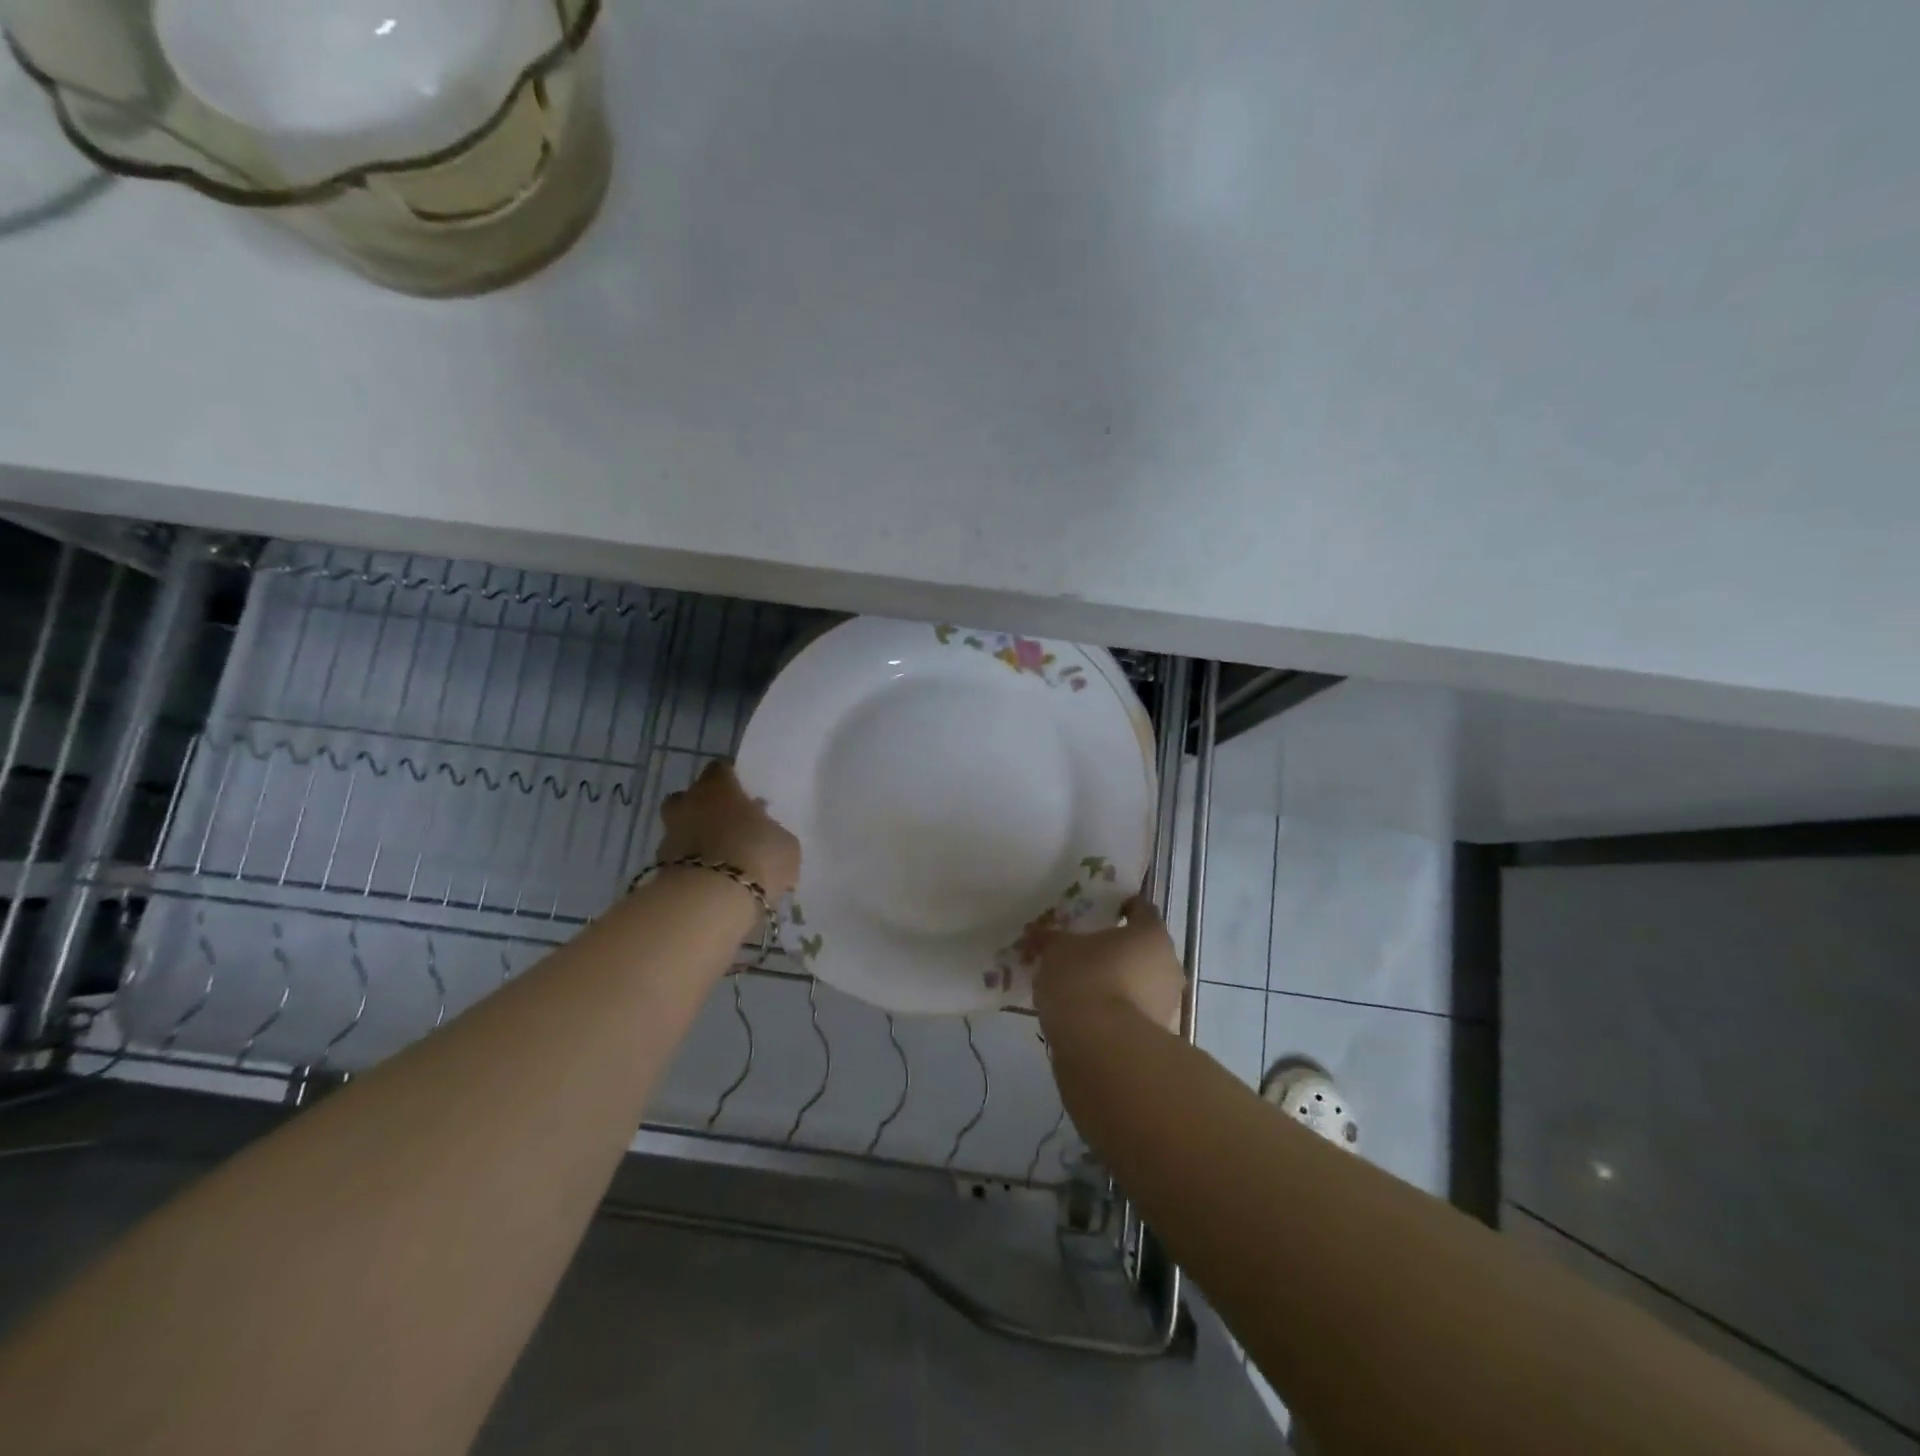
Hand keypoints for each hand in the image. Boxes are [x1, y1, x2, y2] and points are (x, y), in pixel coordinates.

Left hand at [658, 761, 800, 897]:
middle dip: (704, 808)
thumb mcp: (785, 845)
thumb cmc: (756, 856)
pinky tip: (710, 882)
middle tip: (728, 826)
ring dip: (695, 839)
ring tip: (720, 860)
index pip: (720, 769)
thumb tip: (770, 839)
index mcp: (719, 788)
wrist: (710, 901)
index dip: (731, 781)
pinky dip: (690, 867)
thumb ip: (774, 835)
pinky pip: (677, 860)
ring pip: (680, 829)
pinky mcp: (658, 868)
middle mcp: (689, 804)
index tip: (744, 795)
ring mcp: (669, 836)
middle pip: (689, 797)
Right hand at [1032, 896, 1185, 1034]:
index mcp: (1151, 934)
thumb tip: (1037, 934)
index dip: (1122, 908)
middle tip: (1086, 952)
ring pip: (1141, 983)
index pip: (1141, 909)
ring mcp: (1167, 1004)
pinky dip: (1116, 1012)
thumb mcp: (1056, 950)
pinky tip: (1088, 1017)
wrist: (1101, 1048)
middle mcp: (1168, 965)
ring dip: (1118, 984)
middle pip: (1143, 949)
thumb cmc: (1084, 979)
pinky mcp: (1157, 1038)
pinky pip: (1134, 1014)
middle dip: (1118, 951)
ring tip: (1082, 988)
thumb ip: (1049, 939)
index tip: (1102, 911)